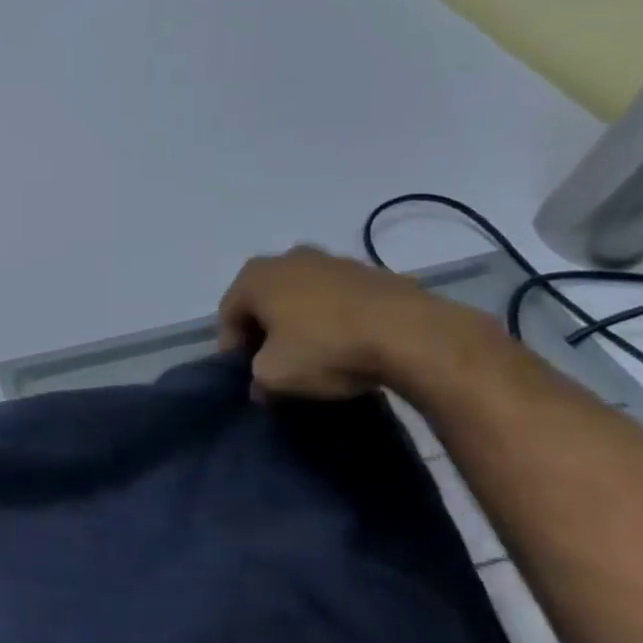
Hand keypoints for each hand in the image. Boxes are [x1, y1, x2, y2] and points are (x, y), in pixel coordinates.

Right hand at [216, 246, 481, 400]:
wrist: (415, 335)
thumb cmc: (327, 348)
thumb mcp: (275, 376)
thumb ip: (256, 379)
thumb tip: (260, 384)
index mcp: (254, 276)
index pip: (228, 316)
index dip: (233, 348)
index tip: (248, 375)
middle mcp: (287, 258)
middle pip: (264, 300)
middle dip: (266, 331)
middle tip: (278, 363)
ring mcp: (332, 260)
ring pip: (302, 296)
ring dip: (302, 322)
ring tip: (318, 355)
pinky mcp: (372, 272)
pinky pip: (338, 298)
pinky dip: (335, 318)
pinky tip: (350, 345)